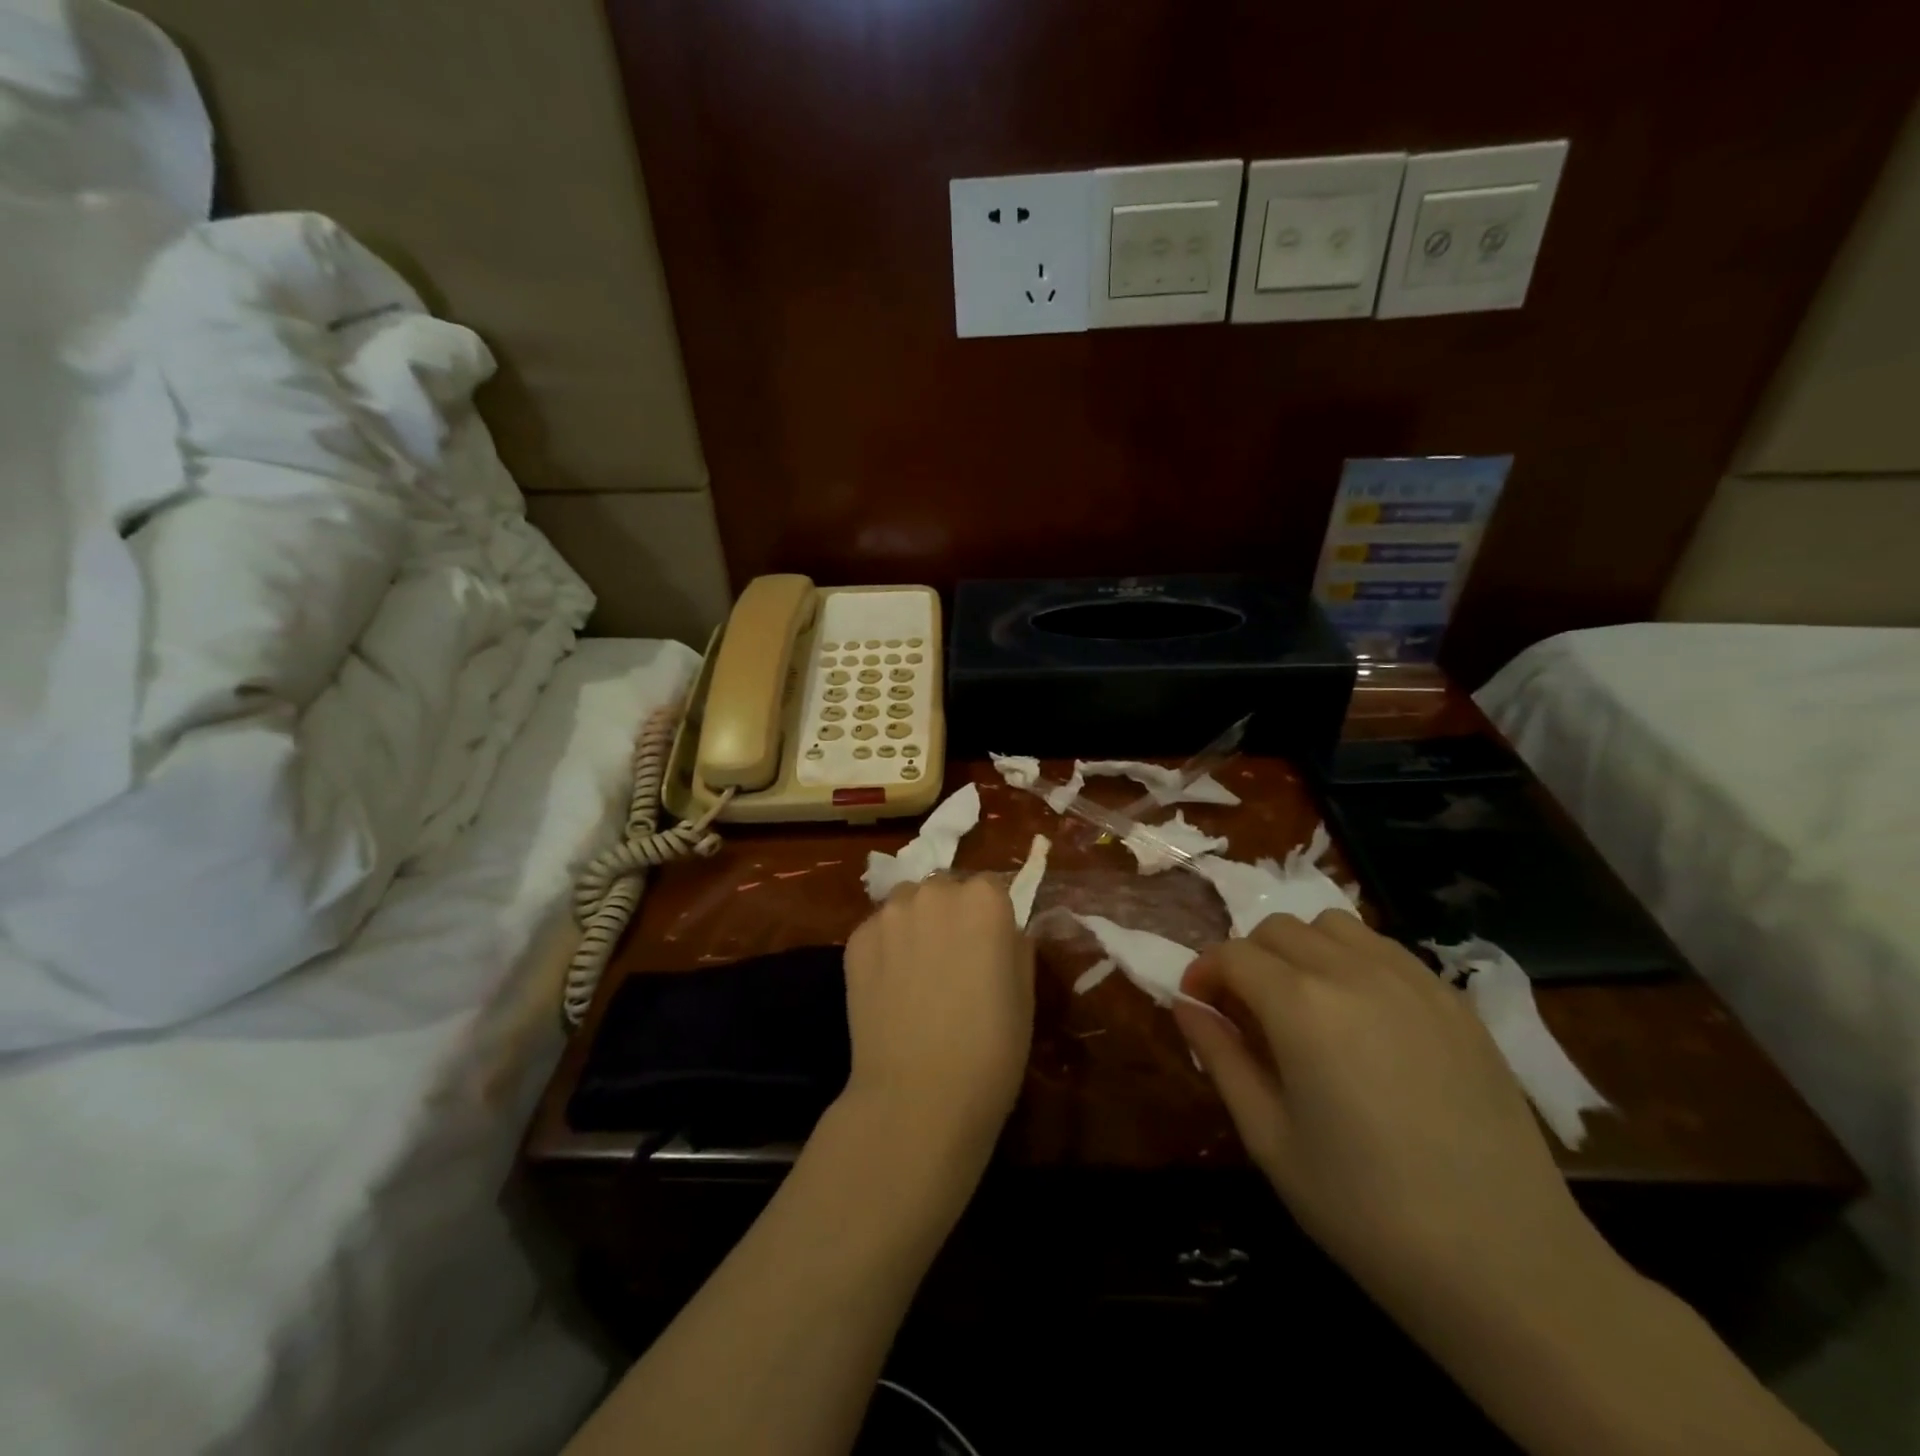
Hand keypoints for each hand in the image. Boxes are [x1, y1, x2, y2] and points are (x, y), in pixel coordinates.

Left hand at [840, 875, 1033, 1164]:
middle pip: (945, 888)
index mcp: (985, 900)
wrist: (918, 1097)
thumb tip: (1004, 933)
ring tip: (917, 970)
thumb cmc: (990, 1050)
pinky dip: (886, 947)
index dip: (991, 918)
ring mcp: (889, 914)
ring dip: (915, 923)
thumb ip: (1015, 946)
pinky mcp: (856, 940)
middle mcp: (935, 892)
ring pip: (907, 903)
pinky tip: (890, 987)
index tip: (990, 948)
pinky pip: (878, 930)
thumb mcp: (1024, 994)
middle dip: (950, 913)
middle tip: (953, 959)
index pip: (991, 887)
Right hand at [1174, 911, 1610, 1324]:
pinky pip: (1386, 951)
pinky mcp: (1456, 1002)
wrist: (1509, 1266)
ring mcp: (1413, 981)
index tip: (1198, 1006)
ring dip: (1301, 950)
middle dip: (1248, 959)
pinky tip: (1363, 1019)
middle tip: (1247, 1012)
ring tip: (1305, 1006)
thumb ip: (1220, 1058)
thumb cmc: (1366, 1209)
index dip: (1204, 973)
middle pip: (1279, 928)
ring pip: (1333, 927)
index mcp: (1301, 1006)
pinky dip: (1353, 962)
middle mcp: (1354, 973)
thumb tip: (1186, 1006)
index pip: (1233, 955)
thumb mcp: (1269, 1139)